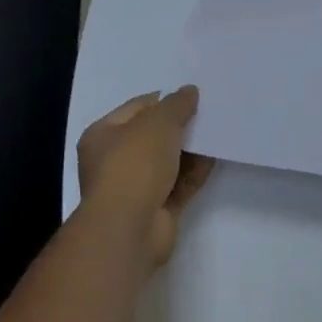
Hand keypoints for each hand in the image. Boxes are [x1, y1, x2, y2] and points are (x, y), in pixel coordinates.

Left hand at [77, 87, 215, 266]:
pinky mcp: (156, 210)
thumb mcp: (158, 122)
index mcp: (103, 135)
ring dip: (191, 149)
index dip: (165, 100)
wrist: (129, 229)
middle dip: (180, 125)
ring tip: (218, 132)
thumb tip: (190, 91)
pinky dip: (195, 172)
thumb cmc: (134, 165)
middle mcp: (114, 161)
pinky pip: (179, 184)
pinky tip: (215, 157)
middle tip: (209, 112)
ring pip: (168, 161)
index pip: (137, 108)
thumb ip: (177, 104)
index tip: (193, 97)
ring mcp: (135, 188)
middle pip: (153, 135)